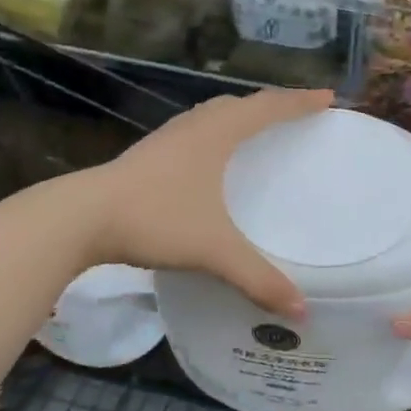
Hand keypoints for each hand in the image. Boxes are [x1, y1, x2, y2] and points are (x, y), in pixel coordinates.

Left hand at [82, 87, 333, 317]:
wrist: (81, 218)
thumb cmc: (155, 219)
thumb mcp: (213, 250)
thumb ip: (258, 279)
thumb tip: (300, 311)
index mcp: (216, 134)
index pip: (268, 108)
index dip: (300, 102)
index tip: (328, 99)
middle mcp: (193, 127)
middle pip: (239, 105)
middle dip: (270, 106)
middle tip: (294, 116)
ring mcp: (166, 140)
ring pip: (211, 116)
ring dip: (238, 118)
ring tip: (255, 133)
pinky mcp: (147, 157)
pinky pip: (193, 134)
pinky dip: (214, 137)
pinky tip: (209, 163)